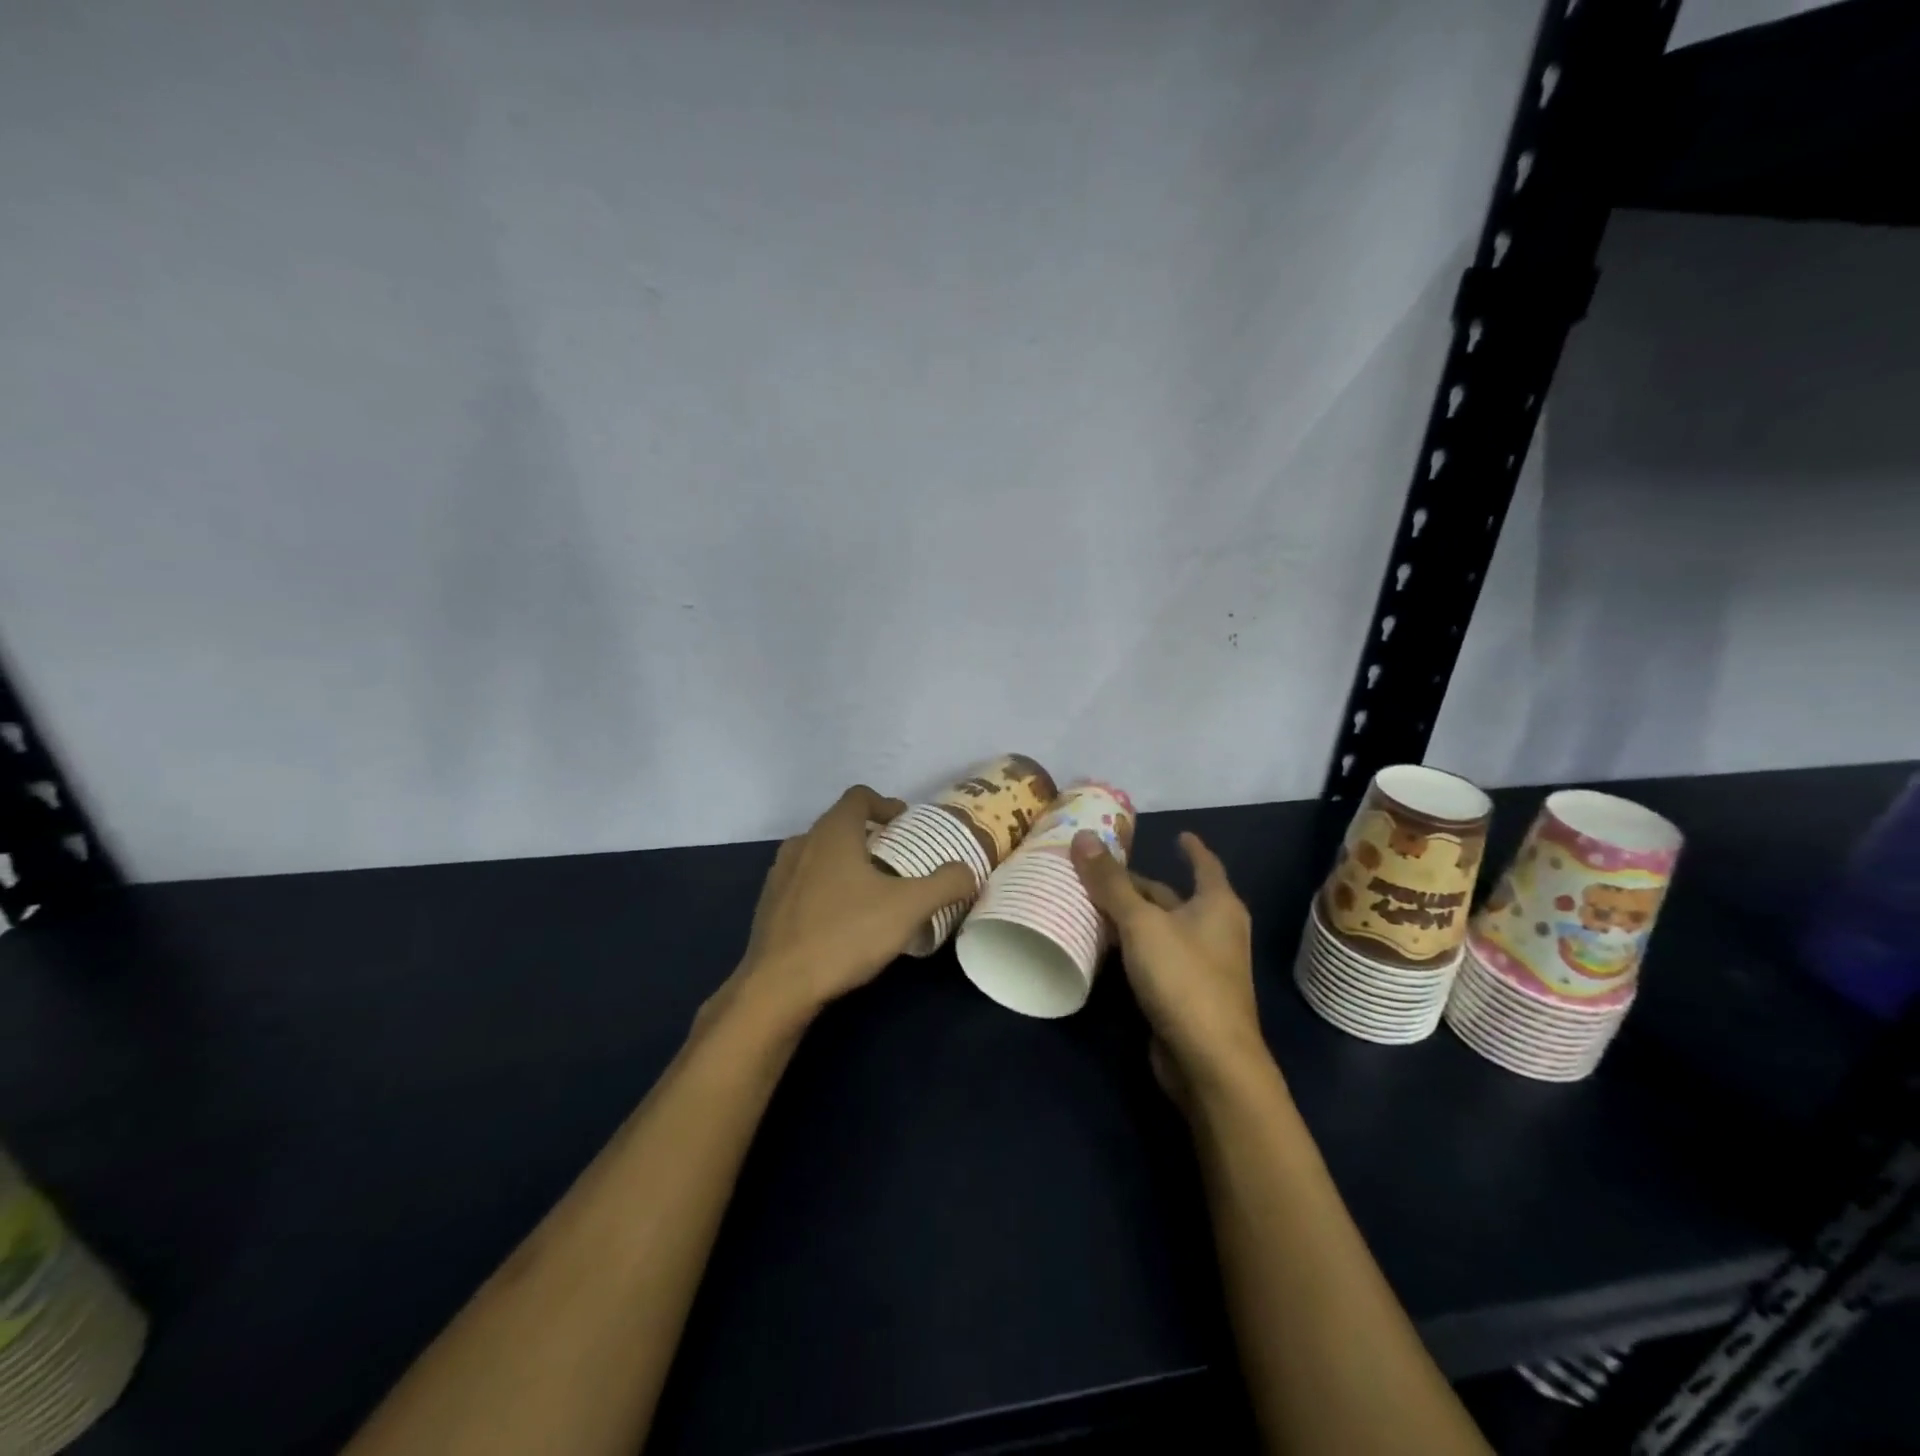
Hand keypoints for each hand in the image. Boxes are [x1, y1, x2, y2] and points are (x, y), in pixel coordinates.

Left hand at [728, 786, 974, 1027]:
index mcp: (832, 833)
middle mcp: (802, 844)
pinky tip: (840, 919)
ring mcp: (779, 875)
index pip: (858, 797)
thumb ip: (945, 884)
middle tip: (896, 859)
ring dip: (845, 862)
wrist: (777, 986)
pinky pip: (803, 882)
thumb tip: (969, 871)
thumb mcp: (908, 908)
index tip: (905, 824)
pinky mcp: (769, 906)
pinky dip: (825, 888)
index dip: (885, 804)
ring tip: (870, 889)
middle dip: (869, 835)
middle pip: (838, 824)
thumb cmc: (844, 934)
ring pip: (818, 854)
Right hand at [1071, 830, 1269, 1104]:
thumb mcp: (1141, 923)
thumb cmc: (1183, 978)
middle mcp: (1215, 930)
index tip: (1179, 834)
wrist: (1209, 1061)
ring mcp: (1202, 966)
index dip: (1191, 848)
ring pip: (1160, 930)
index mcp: (1217, 905)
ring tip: (1091, 903)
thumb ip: (1111, 882)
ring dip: (1131, 918)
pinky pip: (1155, 958)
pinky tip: (1103, 947)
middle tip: (1099, 871)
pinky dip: (1132, 948)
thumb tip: (1083, 836)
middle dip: (1139, 886)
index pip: (1204, 865)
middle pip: (1172, 898)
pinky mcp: (1185, 995)